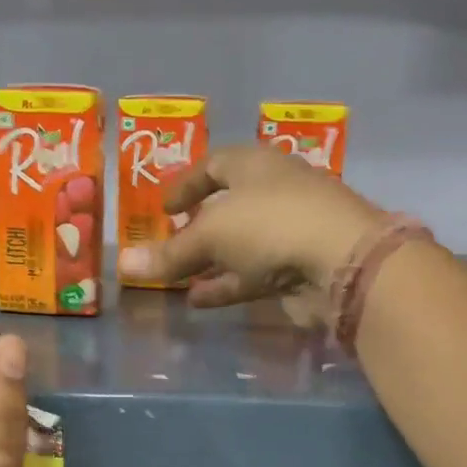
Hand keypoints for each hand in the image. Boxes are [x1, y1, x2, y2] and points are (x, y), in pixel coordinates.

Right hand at [117, 146, 383, 323]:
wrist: (343, 263)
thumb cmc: (271, 225)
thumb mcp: (211, 235)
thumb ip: (169, 253)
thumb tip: (123, 265)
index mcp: (256, 166)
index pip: (214, 165)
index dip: (186, 184)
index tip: (162, 207)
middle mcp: (275, 193)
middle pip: (228, 207)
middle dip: (197, 227)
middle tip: (168, 243)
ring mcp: (290, 232)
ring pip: (240, 246)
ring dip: (209, 262)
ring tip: (175, 280)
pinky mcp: (299, 269)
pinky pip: (253, 275)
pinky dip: (226, 285)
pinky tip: (198, 301)